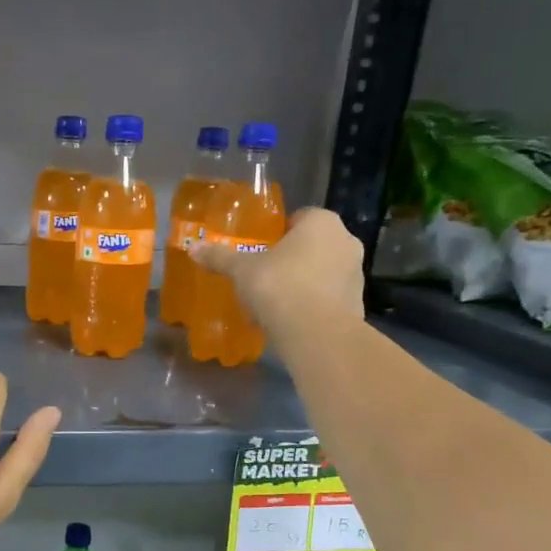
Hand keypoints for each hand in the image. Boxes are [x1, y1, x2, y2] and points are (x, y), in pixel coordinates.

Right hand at [189, 207, 364, 351]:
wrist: (316, 333)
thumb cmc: (279, 286)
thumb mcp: (242, 270)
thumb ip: (220, 257)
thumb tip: (193, 248)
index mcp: (322, 223)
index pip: (299, 217)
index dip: (278, 233)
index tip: (260, 250)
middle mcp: (345, 242)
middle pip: (313, 245)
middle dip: (292, 258)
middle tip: (264, 275)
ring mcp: (356, 274)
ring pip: (323, 272)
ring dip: (304, 282)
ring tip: (275, 301)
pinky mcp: (357, 305)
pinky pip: (328, 298)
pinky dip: (313, 305)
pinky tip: (290, 320)